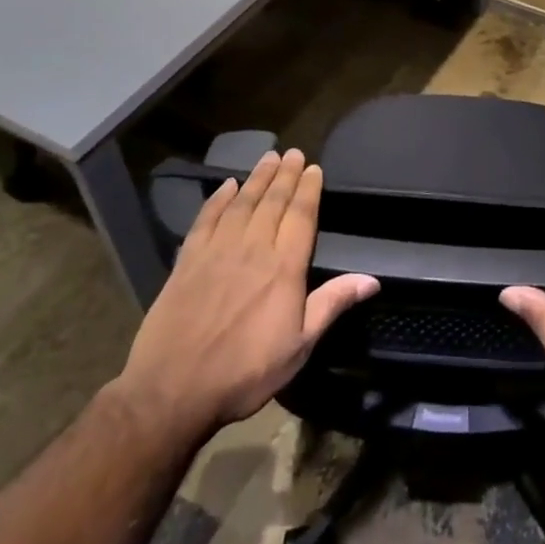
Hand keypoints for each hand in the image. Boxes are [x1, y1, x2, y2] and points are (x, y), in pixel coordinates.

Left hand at [114, 149, 377, 441]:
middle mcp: (253, 249)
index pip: (301, 217)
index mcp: (284, 268)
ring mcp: (217, 252)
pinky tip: (226, 186)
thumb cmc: (244, 372)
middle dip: (286, 175)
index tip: (314, 168)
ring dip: (257, 179)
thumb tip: (372, 279)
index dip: (309, 190)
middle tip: (293, 153)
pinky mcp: (187, 262)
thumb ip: (332, 304)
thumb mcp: (299, 346)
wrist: (172, 391)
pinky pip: (206, 220)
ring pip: (242, 204)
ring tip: (268, 158)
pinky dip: (217, 200)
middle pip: (273, 203)